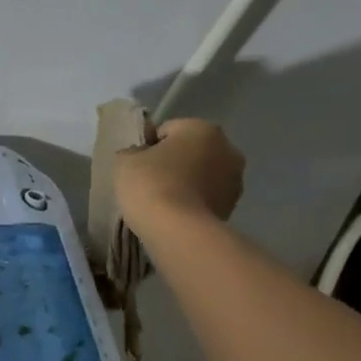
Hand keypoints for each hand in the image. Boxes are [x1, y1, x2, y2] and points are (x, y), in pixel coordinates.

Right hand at [113, 118, 246, 235]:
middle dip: (173, 163)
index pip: (168, 130)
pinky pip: (206, 198)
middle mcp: (227, 148)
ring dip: (186, 183)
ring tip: (163, 203)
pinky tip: (176, 216)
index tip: (136, 166)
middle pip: (190, 151)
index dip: (148, 147)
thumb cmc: (151, 186)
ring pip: (201, 175)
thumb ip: (132, 151)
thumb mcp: (125, 162)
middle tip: (149, 184)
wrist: (179, 232)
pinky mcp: (233, 207)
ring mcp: (235, 180)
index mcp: (202, 128)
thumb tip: (140, 155)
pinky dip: (194, 203)